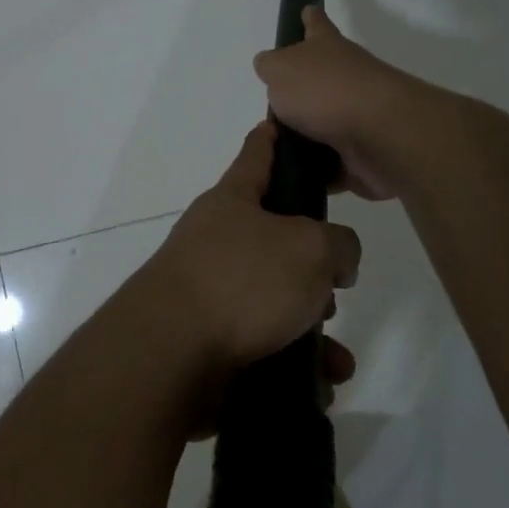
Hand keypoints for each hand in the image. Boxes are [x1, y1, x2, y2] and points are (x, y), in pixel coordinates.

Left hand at [122, 121, 360, 404]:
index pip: (259, 151)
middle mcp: (217, 240)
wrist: (169, 356)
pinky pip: (264, 345)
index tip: (288, 121)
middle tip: (336, 284)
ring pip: (276, 300)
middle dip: (314, 264)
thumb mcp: (310, 248)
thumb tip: (336, 262)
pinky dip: (293, 364)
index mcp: (234, 200)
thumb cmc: (242, 282)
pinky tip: (319, 386)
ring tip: (334, 354)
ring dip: (311, 326)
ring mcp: (210, 291)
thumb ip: (339, 244)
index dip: (278, 135)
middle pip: (276, 237)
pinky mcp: (209, 341)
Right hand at [253, 7, 431, 200]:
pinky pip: (330, 166)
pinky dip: (315, 173)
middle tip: (270, 109)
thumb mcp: (281, 70)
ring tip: (271, 152)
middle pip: (318, 82)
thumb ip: (270, 67)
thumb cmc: (326, 92)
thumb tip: (269, 67)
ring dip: (303, 139)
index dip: (309, 19)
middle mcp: (346, 79)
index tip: (307, 11)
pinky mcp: (361, 156)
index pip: (316, 26)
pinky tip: (292, 180)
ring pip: (322, 127)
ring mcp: (357, 118)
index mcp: (327, 50)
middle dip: (298, 94)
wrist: (380, 136)